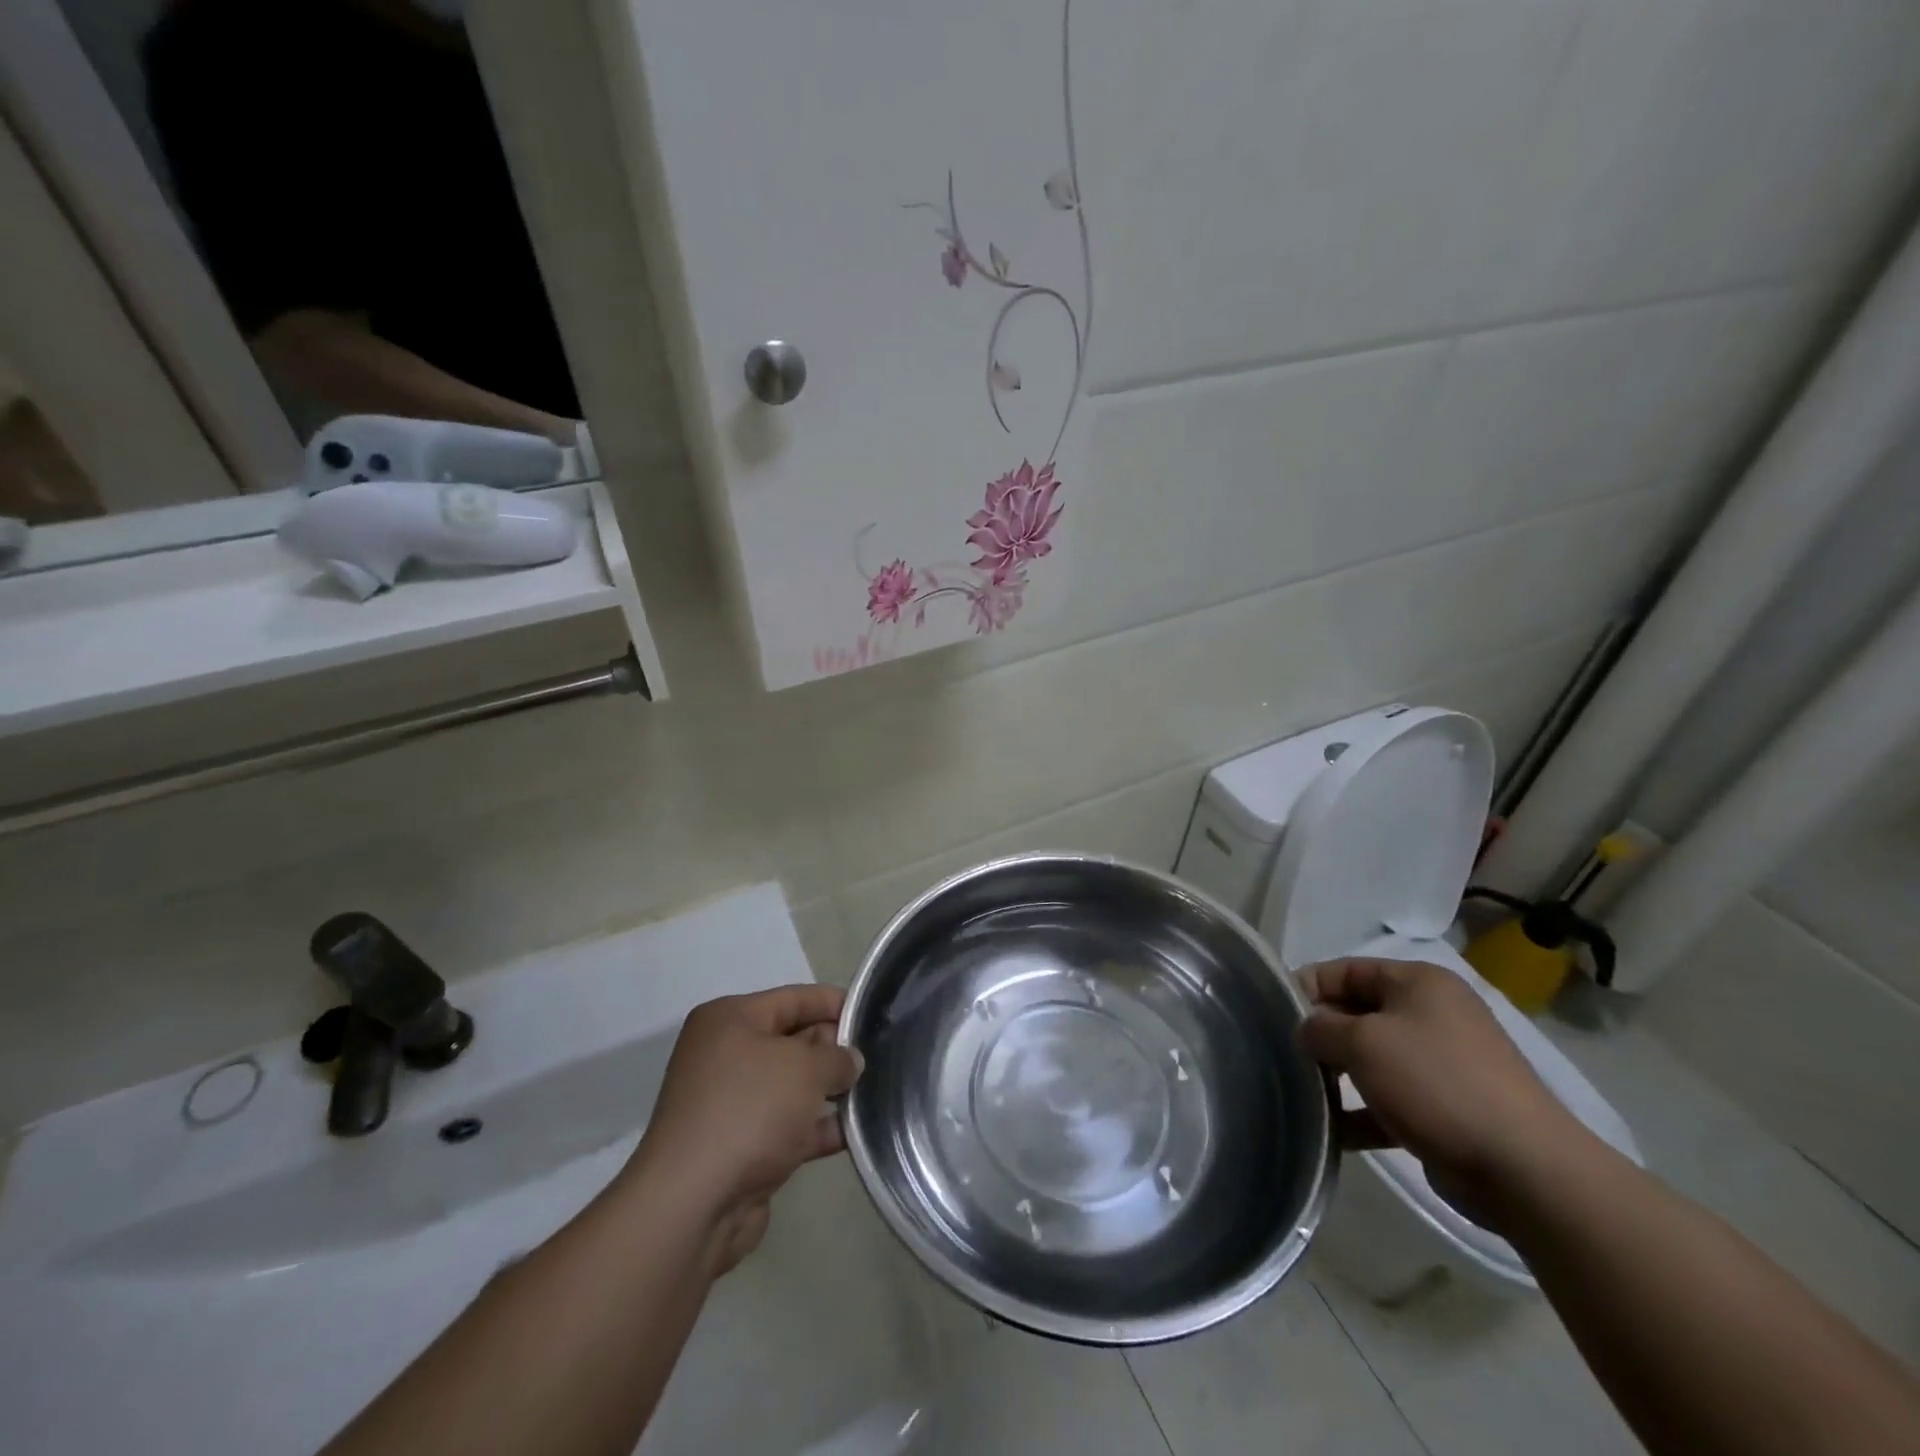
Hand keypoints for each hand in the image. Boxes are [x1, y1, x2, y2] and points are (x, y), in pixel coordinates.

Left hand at [624, 985, 862, 1275]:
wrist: (695, 1204)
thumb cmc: (750, 1110)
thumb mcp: (805, 1068)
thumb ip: (837, 1057)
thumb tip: (850, 1061)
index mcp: (730, 1019)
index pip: (793, 998)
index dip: (835, 1004)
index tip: (873, 1015)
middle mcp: (726, 1055)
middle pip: (794, 1040)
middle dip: (834, 1049)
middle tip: (878, 1058)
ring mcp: (731, 1102)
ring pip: (793, 1086)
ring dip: (830, 1091)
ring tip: (876, 1092)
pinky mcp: (740, 1145)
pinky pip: (788, 1124)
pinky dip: (817, 1126)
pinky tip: (855, 1132)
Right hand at [1298, 958, 1581, 1226]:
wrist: (1525, 1170)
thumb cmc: (1436, 1083)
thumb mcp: (1363, 1042)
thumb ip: (1320, 1027)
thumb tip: (1305, 1030)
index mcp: (1418, 982)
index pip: (1345, 969)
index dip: (1306, 987)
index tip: (1273, 1014)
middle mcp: (1431, 1014)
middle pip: (1357, 1012)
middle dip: (1320, 1034)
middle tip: (1285, 1056)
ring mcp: (1442, 1062)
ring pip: (1371, 1058)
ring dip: (1337, 1075)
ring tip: (1303, 1094)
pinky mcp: (1447, 1107)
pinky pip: (1390, 1099)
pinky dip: (1361, 1110)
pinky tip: (1333, 1132)